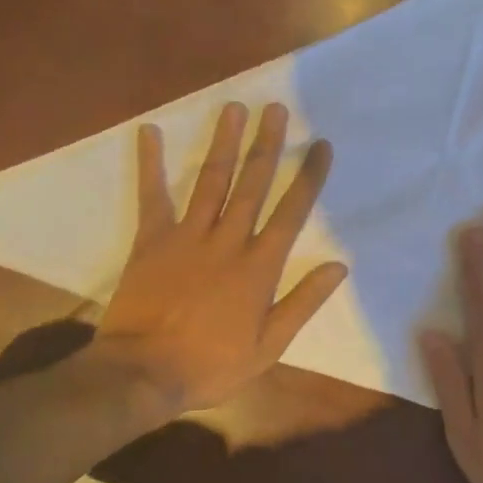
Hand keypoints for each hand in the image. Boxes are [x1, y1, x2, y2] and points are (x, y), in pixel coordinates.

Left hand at [94, 102, 347, 416]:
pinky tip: (149, 131)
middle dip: (267, 145)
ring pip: (211, 181)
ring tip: (234, 108)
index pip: (291, 212)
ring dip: (224, 143)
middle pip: (252, 184)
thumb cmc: (211, 365)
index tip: (320, 145)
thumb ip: (302, 302)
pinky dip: (150, 163)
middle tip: (276, 109)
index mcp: (259, 267)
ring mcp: (187, 236)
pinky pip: (152, 195)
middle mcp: (227, 240)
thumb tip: (338, 266)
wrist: (144, 374)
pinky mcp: (151, 240)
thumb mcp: (269, 346)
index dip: (307, 176)